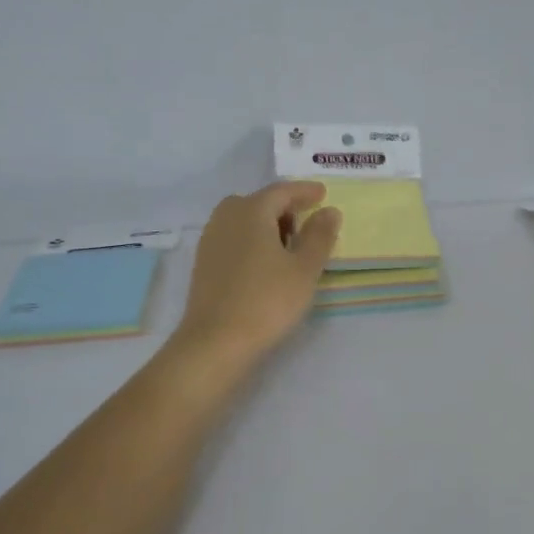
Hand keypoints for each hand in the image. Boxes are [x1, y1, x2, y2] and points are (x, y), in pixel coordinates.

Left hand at [172, 182, 341, 368]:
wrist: (216, 342)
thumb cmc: (267, 301)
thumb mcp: (304, 269)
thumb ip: (319, 236)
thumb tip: (329, 211)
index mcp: (251, 211)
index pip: (281, 191)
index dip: (304, 191)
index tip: (322, 193)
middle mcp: (226, 218)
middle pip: (258, 202)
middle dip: (283, 207)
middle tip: (306, 222)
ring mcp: (211, 241)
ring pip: (243, 220)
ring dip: (266, 225)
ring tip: (288, 246)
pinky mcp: (204, 264)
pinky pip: (233, 239)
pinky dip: (252, 241)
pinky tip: (264, 264)